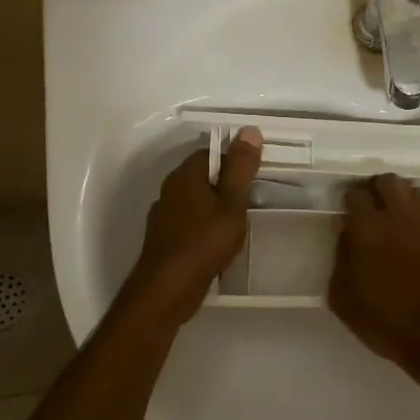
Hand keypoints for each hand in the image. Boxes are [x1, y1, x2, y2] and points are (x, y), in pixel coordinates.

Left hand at [129, 128, 262, 323]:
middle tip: (252, 200)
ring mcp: (164, 217)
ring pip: (196, 202)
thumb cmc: (204, 242)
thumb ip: (241, 168)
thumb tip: (249, 130)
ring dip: (216, 208)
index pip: (211, 153)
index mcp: (184, 176)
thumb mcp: (232, 203)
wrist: (168, 289)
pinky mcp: (165, 240)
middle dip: (226, 186)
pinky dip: (205, 228)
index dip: (235, 161)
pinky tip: (220, 244)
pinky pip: (190, 224)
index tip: (255, 177)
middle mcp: (169, 191)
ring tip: (240, 223)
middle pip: (203, 177)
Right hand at [328, 173, 419, 386]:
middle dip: (377, 190)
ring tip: (398, 220)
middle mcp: (400, 215)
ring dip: (402, 199)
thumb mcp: (344, 299)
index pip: (355, 194)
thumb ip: (340, 259)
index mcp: (368, 229)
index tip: (349, 212)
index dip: (350, 200)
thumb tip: (346, 235)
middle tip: (374, 209)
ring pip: (413, 190)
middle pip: (387, 180)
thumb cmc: (387, 322)